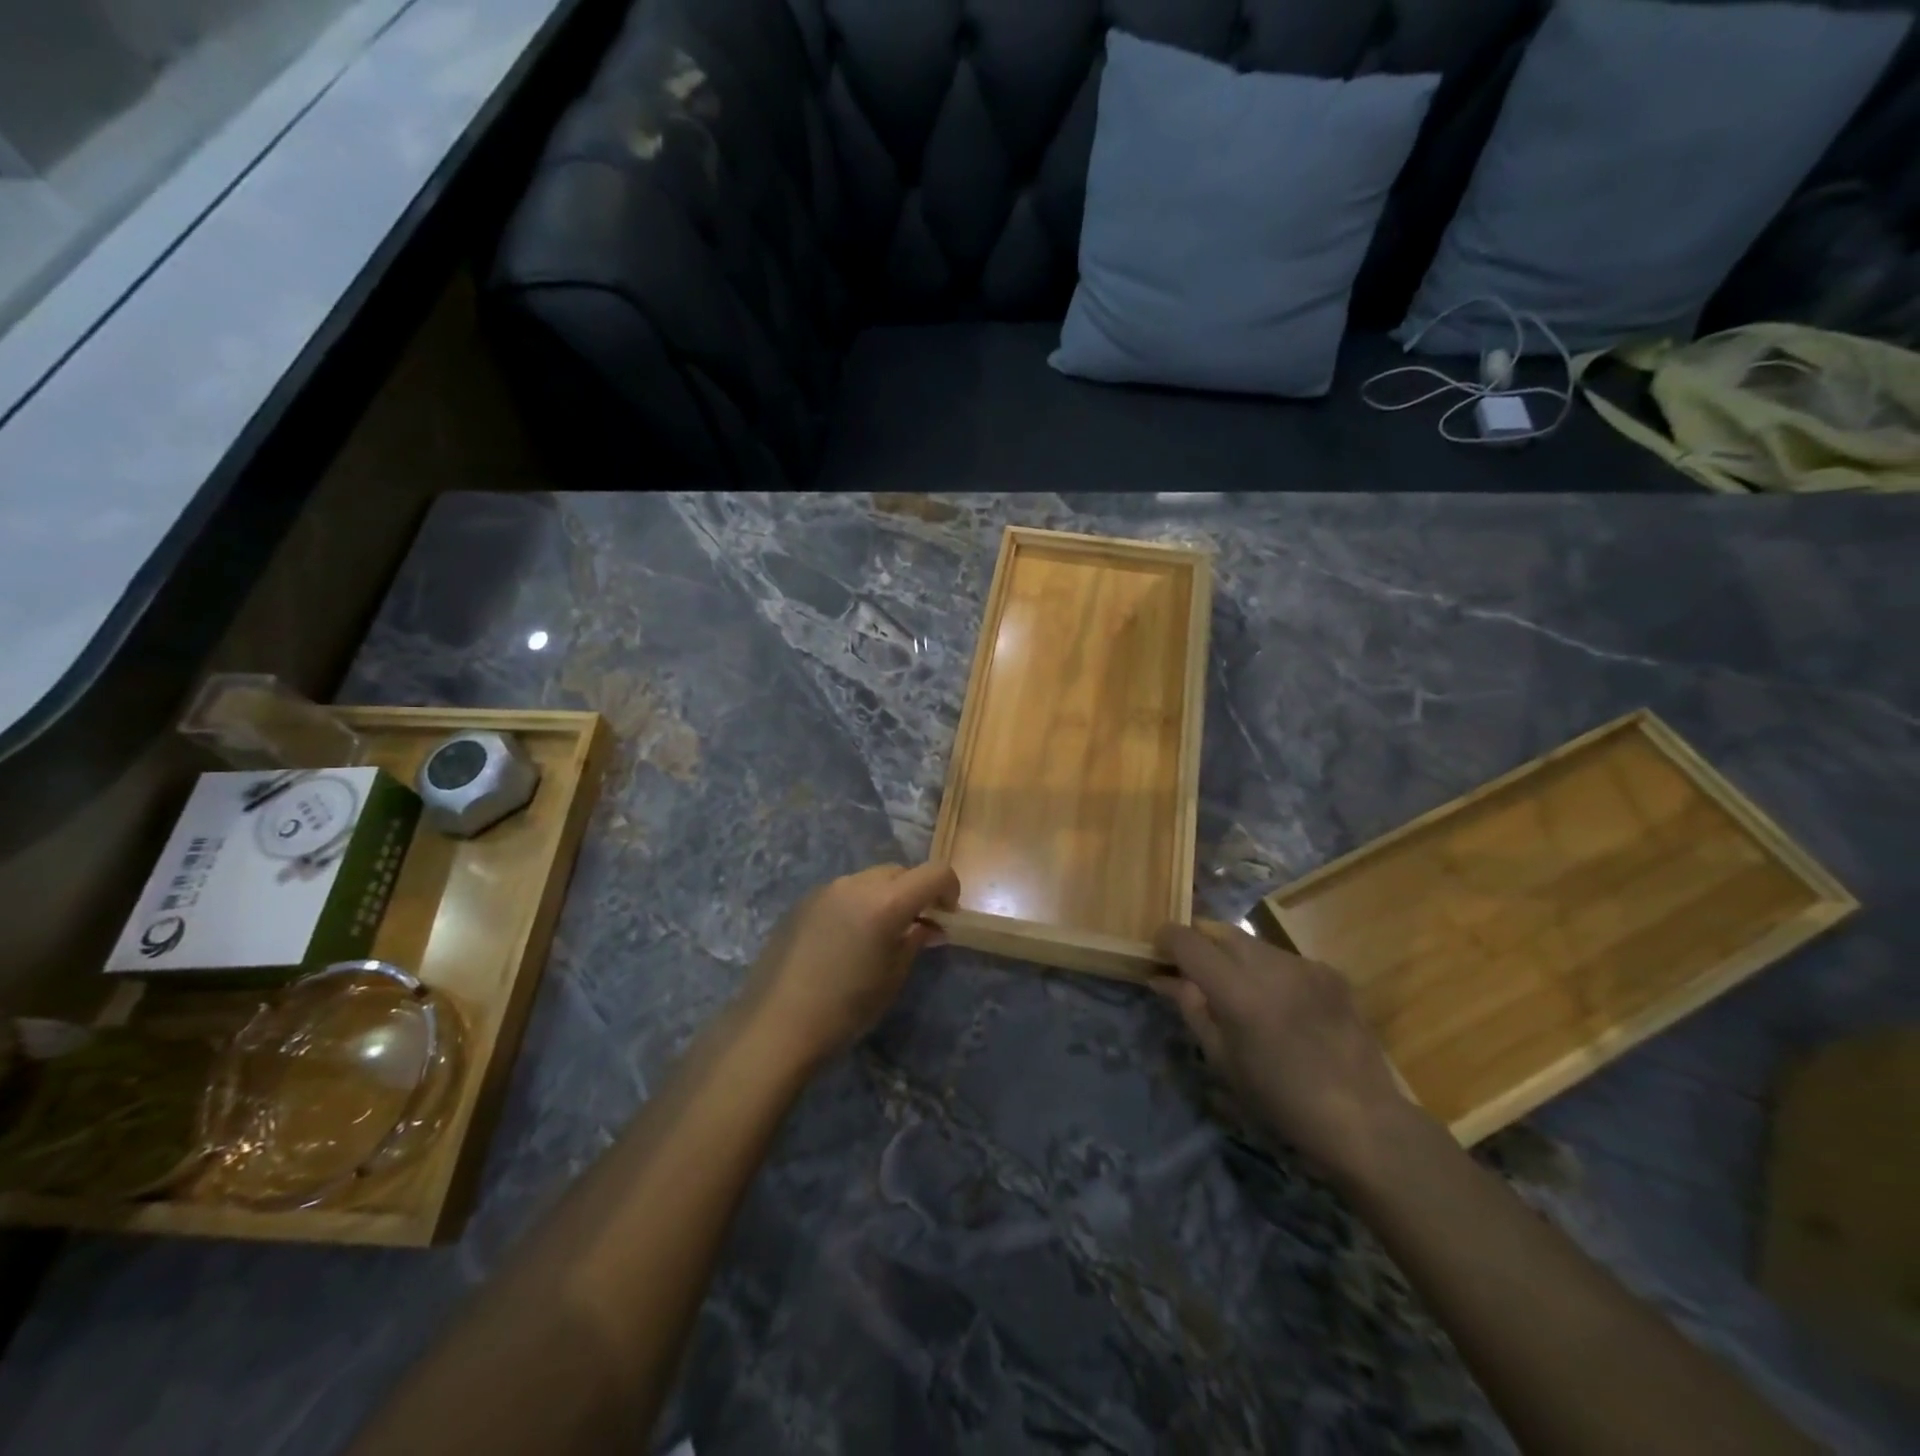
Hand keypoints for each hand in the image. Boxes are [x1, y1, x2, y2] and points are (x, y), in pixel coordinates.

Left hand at [745, 862, 959, 1068]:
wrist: (776, 1025)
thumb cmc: (845, 1009)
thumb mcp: (893, 978)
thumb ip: (915, 942)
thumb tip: (929, 926)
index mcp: (887, 902)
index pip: (935, 873)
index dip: (950, 889)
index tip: (947, 916)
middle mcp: (857, 884)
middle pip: (900, 872)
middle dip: (916, 892)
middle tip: (917, 927)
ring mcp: (826, 889)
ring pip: (870, 879)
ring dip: (885, 897)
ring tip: (879, 935)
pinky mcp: (803, 901)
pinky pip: (843, 892)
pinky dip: (857, 904)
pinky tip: (845, 941)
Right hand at [1153, 922, 1419, 1182]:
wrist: (1361, 1117)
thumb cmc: (1279, 1098)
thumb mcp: (1223, 1059)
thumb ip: (1191, 1008)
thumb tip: (1162, 978)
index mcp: (1236, 990)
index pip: (1187, 940)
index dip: (1166, 939)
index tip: (1158, 952)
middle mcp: (1269, 964)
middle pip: (1219, 930)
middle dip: (1200, 943)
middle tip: (1194, 972)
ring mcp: (1303, 964)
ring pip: (1252, 943)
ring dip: (1235, 956)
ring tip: (1239, 992)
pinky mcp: (1329, 971)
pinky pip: (1284, 959)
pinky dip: (1270, 971)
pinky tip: (1280, 1005)